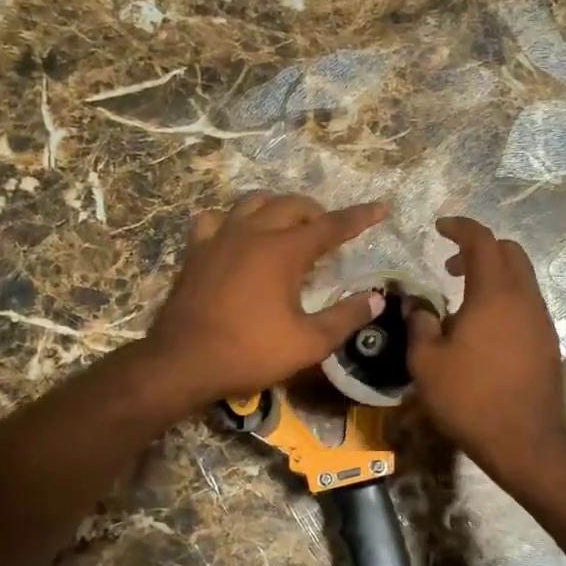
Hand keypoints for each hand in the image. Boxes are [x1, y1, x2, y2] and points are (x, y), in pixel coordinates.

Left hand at [145, 194, 388, 407]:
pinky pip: (214, 220)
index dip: (360, 217)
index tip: (382, 209)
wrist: (183, 362)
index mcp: (284, 251)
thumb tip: (376, 300)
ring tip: (287, 227)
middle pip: (291, 205)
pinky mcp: (195, 251)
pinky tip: (235, 236)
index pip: (331, 225)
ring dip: (277, 209)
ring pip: (253, 203)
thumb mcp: (307, 343)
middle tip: (328, 233)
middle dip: (316, 212)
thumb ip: (345, 318)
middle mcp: (252, 233)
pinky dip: (232, 221)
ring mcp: (219, 238)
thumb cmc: (250, 352)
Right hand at [407, 217, 565, 481]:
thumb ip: (419, 323)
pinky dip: (504, 298)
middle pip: (509, 252)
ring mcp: (541, 320)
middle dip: (479, 248)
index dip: (460, 227)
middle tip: (450, 264)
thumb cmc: (469, 398)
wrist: (524, 441)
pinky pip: (526, 303)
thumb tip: (418, 303)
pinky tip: (483, 327)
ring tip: (463, 299)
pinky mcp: (548, 342)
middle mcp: (524, 298)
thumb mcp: (426, 362)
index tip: (439, 228)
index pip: (481, 240)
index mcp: (494, 293)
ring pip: (521, 278)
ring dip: (493, 275)